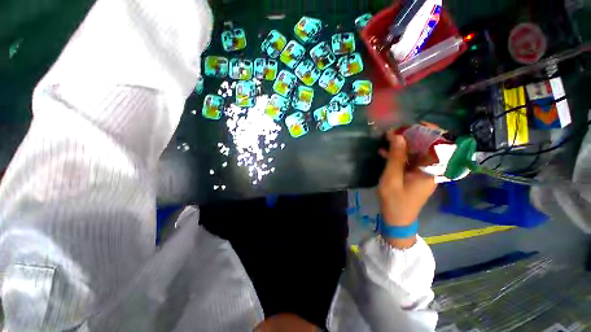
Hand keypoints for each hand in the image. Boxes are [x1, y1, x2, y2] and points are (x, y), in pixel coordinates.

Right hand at [378, 131, 436, 247]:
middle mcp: (430, 170)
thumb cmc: (395, 200)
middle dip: (412, 137)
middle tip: (395, 131)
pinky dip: (398, 155)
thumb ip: (395, 157)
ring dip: (402, 145)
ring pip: (415, 153)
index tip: (416, 124)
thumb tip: (397, 136)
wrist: (396, 219)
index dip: (431, 132)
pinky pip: (408, 161)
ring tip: (387, 139)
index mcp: (430, 171)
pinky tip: (384, 152)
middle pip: (427, 148)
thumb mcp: (391, 178)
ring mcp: (421, 173)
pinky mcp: (413, 176)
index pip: (440, 146)